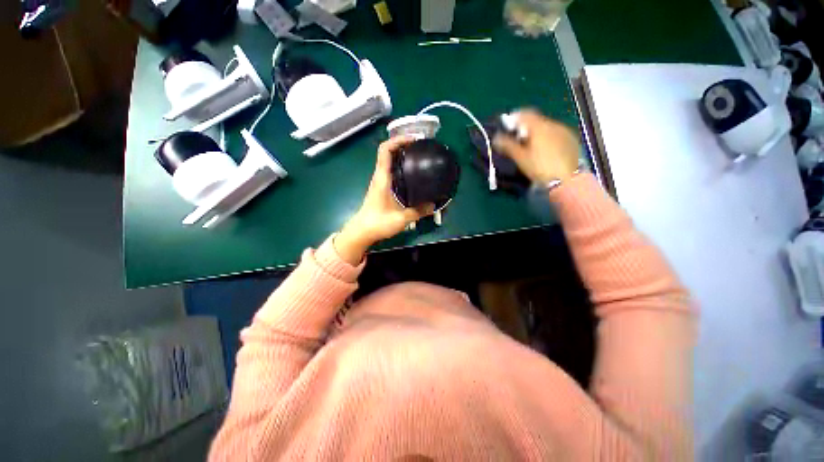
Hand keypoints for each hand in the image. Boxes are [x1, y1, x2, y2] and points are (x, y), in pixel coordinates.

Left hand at [334, 136, 434, 264]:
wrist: (361, 232)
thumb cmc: (378, 223)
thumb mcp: (401, 218)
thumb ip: (418, 211)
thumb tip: (433, 205)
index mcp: (382, 178)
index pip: (385, 150)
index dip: (398, 140)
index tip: (413, 140)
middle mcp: (380, 177)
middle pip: (389, 153)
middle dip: (404, 146)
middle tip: (421, 148)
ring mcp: (380, 182)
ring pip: (390, 163)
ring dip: (403, 157)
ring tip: (419, 158)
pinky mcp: (382, 189)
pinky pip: (392, 172)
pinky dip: (401, 168)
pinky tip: (413, 176)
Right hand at [492, 109, 580, 184]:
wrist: (567, 180)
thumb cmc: (540, 168)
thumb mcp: (521, 158)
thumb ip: (508, 145)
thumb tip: (496, 137)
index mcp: (539, 126)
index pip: (524, 114)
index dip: (514, 118)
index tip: (507, 127)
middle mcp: (553, 124)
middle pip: (536, 120)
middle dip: (525, 127)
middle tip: (517, 139)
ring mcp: (565, 131)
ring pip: (547, 127)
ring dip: (537, 132)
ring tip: (531, 146)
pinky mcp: (572, 140)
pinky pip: (556, 134)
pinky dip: (547, 138)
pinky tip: (545, 150)